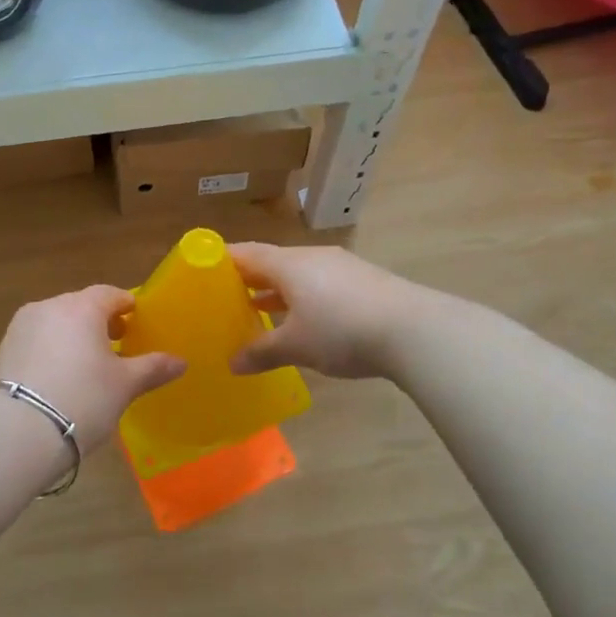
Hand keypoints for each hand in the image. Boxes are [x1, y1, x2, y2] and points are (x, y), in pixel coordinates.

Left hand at [0, 285, 184, 452]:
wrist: (19, 432)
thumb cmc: (84, 399)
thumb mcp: (125, 385)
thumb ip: (153, 368)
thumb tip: (181, 362)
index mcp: (82, 308)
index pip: (110, 294)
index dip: (126, 306)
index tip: (136, 323)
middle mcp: (49, 307)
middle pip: (80, 306)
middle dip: (99, 322)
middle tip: (115, 347)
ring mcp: (21, 327)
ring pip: (56, 323)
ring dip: (72, 336)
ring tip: (86, 366)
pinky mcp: (3, 350)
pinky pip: (36, 341)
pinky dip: (50, 351)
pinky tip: (59, 378)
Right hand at [229, 243, 414, 380]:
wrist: (414, 330)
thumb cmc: (342, 331)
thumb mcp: (296, 346)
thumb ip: (261, 352)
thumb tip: (233, 363)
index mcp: (288, 264)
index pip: (245, 253)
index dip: (221, 260)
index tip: (201, 270)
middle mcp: (312, 257)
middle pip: (271, 262)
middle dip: (248, 280)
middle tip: (225, 298)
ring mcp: (341, 267)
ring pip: (298, 275)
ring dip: (277, 292)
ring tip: (257, 310)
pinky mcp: (363, 283)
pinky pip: (320, 285)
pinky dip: (303, 299)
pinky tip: (303, 321)